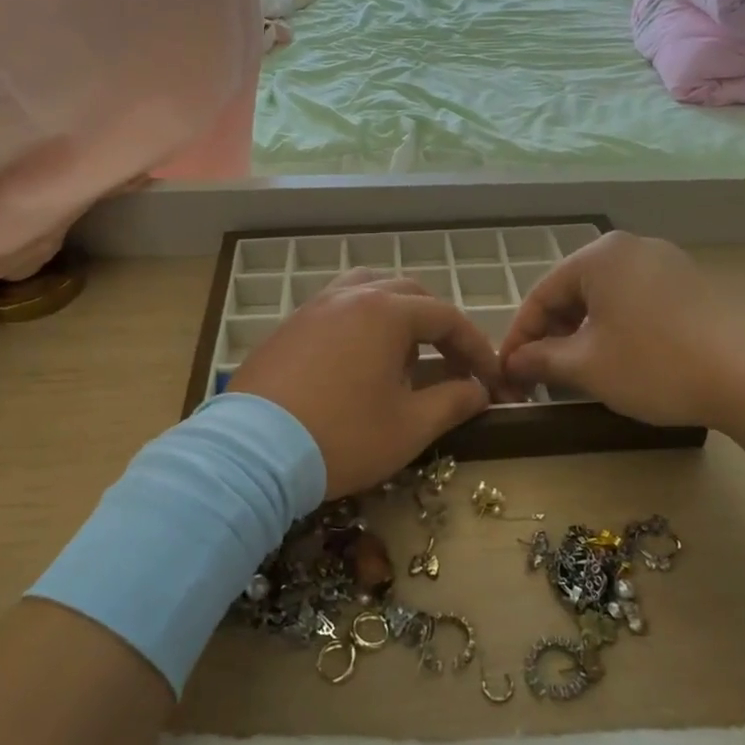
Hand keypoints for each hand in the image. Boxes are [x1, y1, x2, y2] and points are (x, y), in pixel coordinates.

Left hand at [229, 268, 500, 498]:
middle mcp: (350, 296)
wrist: (253, 453)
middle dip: (438, 327)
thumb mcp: (409, 426)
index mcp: (386, 312)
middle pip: (409, 295)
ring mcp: (314, 307)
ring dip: (397, 315)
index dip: (475, 347)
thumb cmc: (342, 437)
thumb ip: (452, 401)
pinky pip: (336, 308)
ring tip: (404, 353)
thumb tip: (479, 390)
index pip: (446, 317)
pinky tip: (358, 359)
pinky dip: (360, 322)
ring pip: (368, 290)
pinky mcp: (288, 327)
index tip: (490, 379)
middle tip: (452, 365)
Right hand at [499, 232, 744, 435]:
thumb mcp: (587, 366)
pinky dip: (616, 327)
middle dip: (552, 334)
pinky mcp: (691, 284)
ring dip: (583, 333)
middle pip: (573, 291)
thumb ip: (540, 360)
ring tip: (577, 370)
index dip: (519, 337)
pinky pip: (635, 300)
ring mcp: (665, 262)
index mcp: (599, 256)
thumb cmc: (655, 364)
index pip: (541, 294)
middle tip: (541, 375)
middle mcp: (630, 248)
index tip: (508, 373)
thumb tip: (512, 363)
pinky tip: (620, 358)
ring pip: (605, 297)